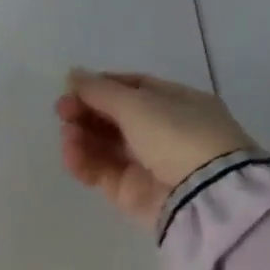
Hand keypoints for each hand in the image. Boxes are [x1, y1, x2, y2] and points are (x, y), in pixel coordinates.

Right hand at [56, 70, 257, 231]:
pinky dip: (84, 162)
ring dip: (81, 136)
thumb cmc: (177, 135)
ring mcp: (149, 163)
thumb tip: (72, 73)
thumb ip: (99, 89)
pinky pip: (101, 172)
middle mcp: (164, 132)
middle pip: (114, 117)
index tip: (73, 87)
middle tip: (62, 111)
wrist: (207, 196)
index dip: (100, 86)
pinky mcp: (133, 192)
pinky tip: (71, 155)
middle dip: (85, 111)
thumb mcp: (137, 103)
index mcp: (177, 103)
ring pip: (104, 145)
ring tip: (68, 136)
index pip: (133, 88)